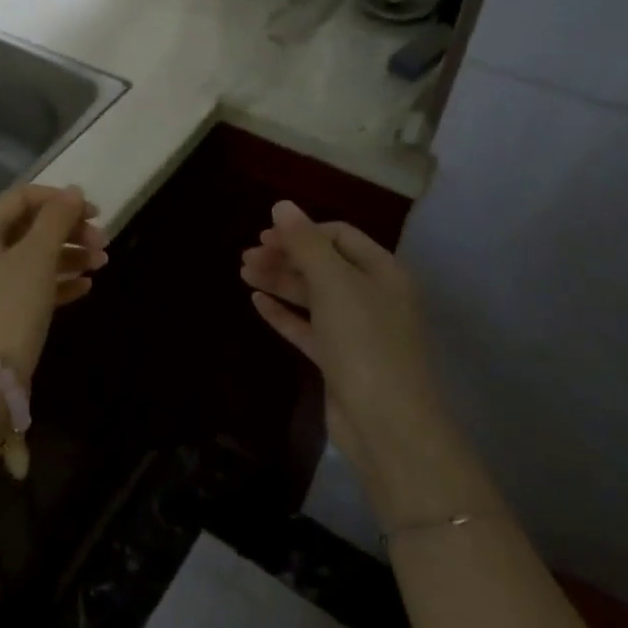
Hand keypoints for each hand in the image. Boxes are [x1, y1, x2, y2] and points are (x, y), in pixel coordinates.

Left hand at [0, 185, 106, 380]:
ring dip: (70, 255)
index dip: (59, 199)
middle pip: (31, 228)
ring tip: (103, 264)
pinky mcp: (4, 312)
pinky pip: (35, 286)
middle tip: (103, 242)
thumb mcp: (36, 256)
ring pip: (36, 257)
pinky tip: (87, 286)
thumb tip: (73, 191)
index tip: (94, 212)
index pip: (22, 198)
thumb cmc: (10, 306)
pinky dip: (60, 281)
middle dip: (69, 230)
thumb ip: (56, 219)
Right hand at [241, 200, 442, 483]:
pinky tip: (257, 303)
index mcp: (382, 272)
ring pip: (311, 295)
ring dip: (279, 281)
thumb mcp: (334, 284)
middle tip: (246, 257)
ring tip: (243, 273)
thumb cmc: (364, 342)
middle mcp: (371, 296)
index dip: (302, 232)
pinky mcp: (338, 359)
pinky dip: (283, 313)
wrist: (385, 422)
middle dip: (285, 257)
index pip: (339, 237)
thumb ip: (306, 243)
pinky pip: (306, 327)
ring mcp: (355, 329)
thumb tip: (282, 205)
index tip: (265, 237)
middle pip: (323, 265)